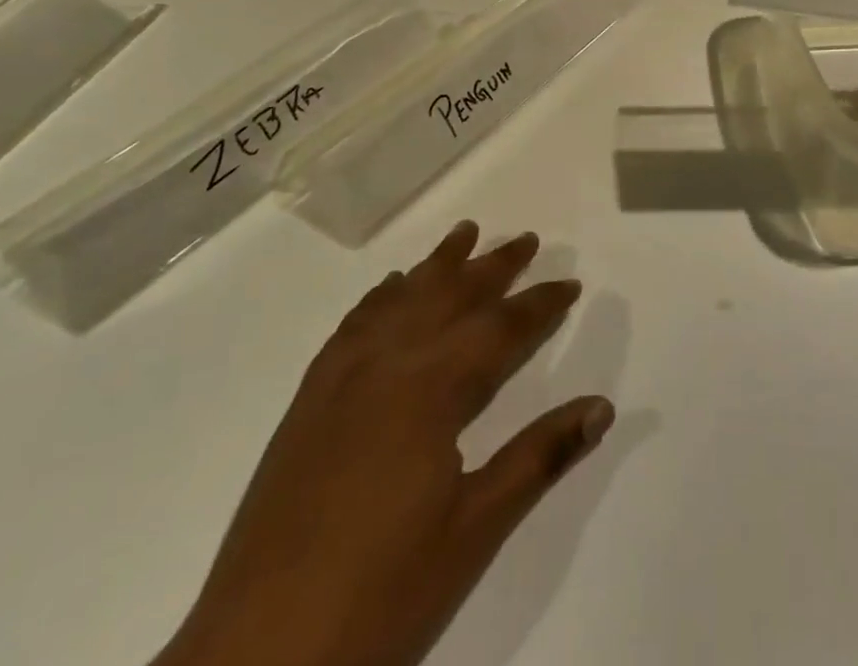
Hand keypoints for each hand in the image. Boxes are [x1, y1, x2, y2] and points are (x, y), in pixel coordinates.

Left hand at [154, 222, 613, 665]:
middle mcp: (386, 366)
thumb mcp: (475, 530)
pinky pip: (352, 326)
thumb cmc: (381, 594)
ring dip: (437, 265)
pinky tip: (391, 287)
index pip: (499, 329)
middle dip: (493, 266)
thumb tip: (602, 406)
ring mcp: (340, 381)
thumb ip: (539, 457)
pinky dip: (380, 297)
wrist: (254, 658)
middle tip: (526, 239)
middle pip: (450, 297)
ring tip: (464, 233)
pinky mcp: (307, 403)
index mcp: (430, 391)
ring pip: (400, 300)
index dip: (540, 304)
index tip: (571, 284)